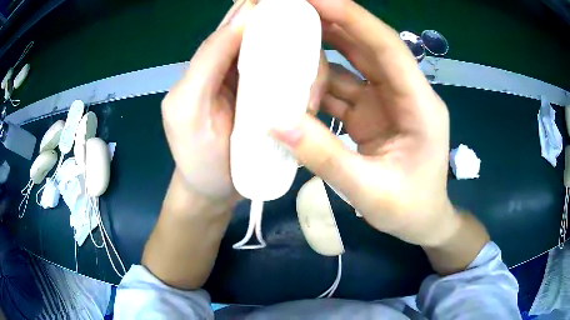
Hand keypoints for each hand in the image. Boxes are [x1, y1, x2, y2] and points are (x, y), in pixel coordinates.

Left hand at [161, 0, 328, 202]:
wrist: (215, 191)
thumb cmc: (195, 155)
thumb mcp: (187, 107)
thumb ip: (207, 61)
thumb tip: (244, 18)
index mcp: (213, 60)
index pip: (238, 20)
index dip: (262, 6)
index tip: (291, 5)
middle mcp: (240, 64)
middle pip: (272, 32)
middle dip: (293, 33)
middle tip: (307, 51)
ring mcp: (264, 82)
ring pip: (293, 54)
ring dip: (307, 64)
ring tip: (308, 92)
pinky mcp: (281, 101)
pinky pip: (302, 80)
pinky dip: (312, 84)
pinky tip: (311, 100)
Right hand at [272, 0, 457, 246]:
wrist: (424, 222)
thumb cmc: (410, 209)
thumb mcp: (370, 191)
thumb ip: (325, 157)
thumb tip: (275, 122)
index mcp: (419, 105)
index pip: (386, 46)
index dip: (352, 17)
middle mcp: (404, 92)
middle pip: (368, 45)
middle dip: (333, 21)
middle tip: (294, 8)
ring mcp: (386, 101)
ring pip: (353, 62)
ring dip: (323, 46)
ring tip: (287, 31)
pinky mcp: (372, 112)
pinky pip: (343, 87)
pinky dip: (319, 79)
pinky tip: (294, 74)